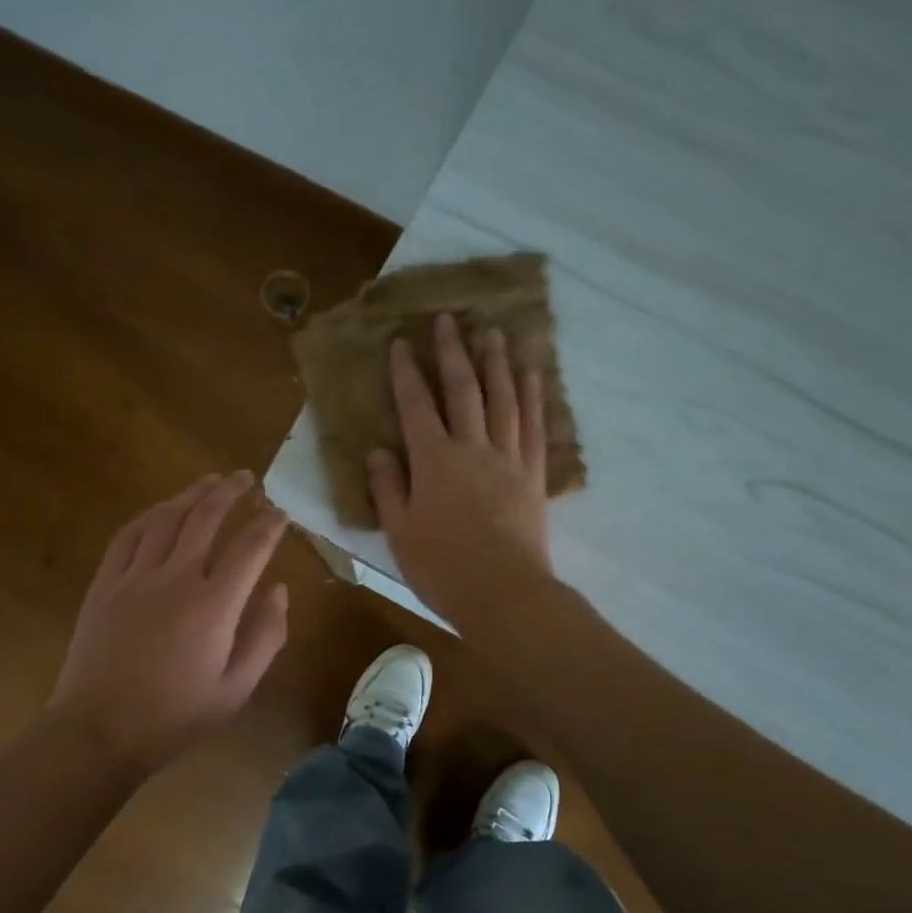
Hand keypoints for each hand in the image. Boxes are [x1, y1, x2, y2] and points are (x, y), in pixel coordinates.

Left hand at [48, 472, 290, 772]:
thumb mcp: (237, 688)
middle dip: (231, 492)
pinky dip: (149, 515)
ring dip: (192, 494)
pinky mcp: (105, 583)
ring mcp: (135, 576)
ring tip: (210, 481)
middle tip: (247, 477)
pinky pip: (128, 535)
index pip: (250, 548)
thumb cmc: (175, 716)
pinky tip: (161, 509)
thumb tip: (279, 590)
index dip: (270, 525)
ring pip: (167, 518)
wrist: (100, 730)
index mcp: (214, 605)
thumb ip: (266, 636)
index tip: (281, 512)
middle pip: (207, 518)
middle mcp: (176, 578)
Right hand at [367, 313, 552, 623]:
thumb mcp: (400, 531)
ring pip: (503, 399)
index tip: (401, 342)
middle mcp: (472, 447)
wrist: (504, 593)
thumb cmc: (442, 566)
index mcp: (433, 460)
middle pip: (463, 389)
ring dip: (497, 363)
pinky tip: (532, 376)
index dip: (406, 372)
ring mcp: (507, 458)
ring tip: (494, 332)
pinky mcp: (533, 475)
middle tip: (449, 319)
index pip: (416, 405)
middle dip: (453, 352)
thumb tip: (379, 451)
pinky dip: (533, 397)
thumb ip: (388, 487)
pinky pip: (533, 426)